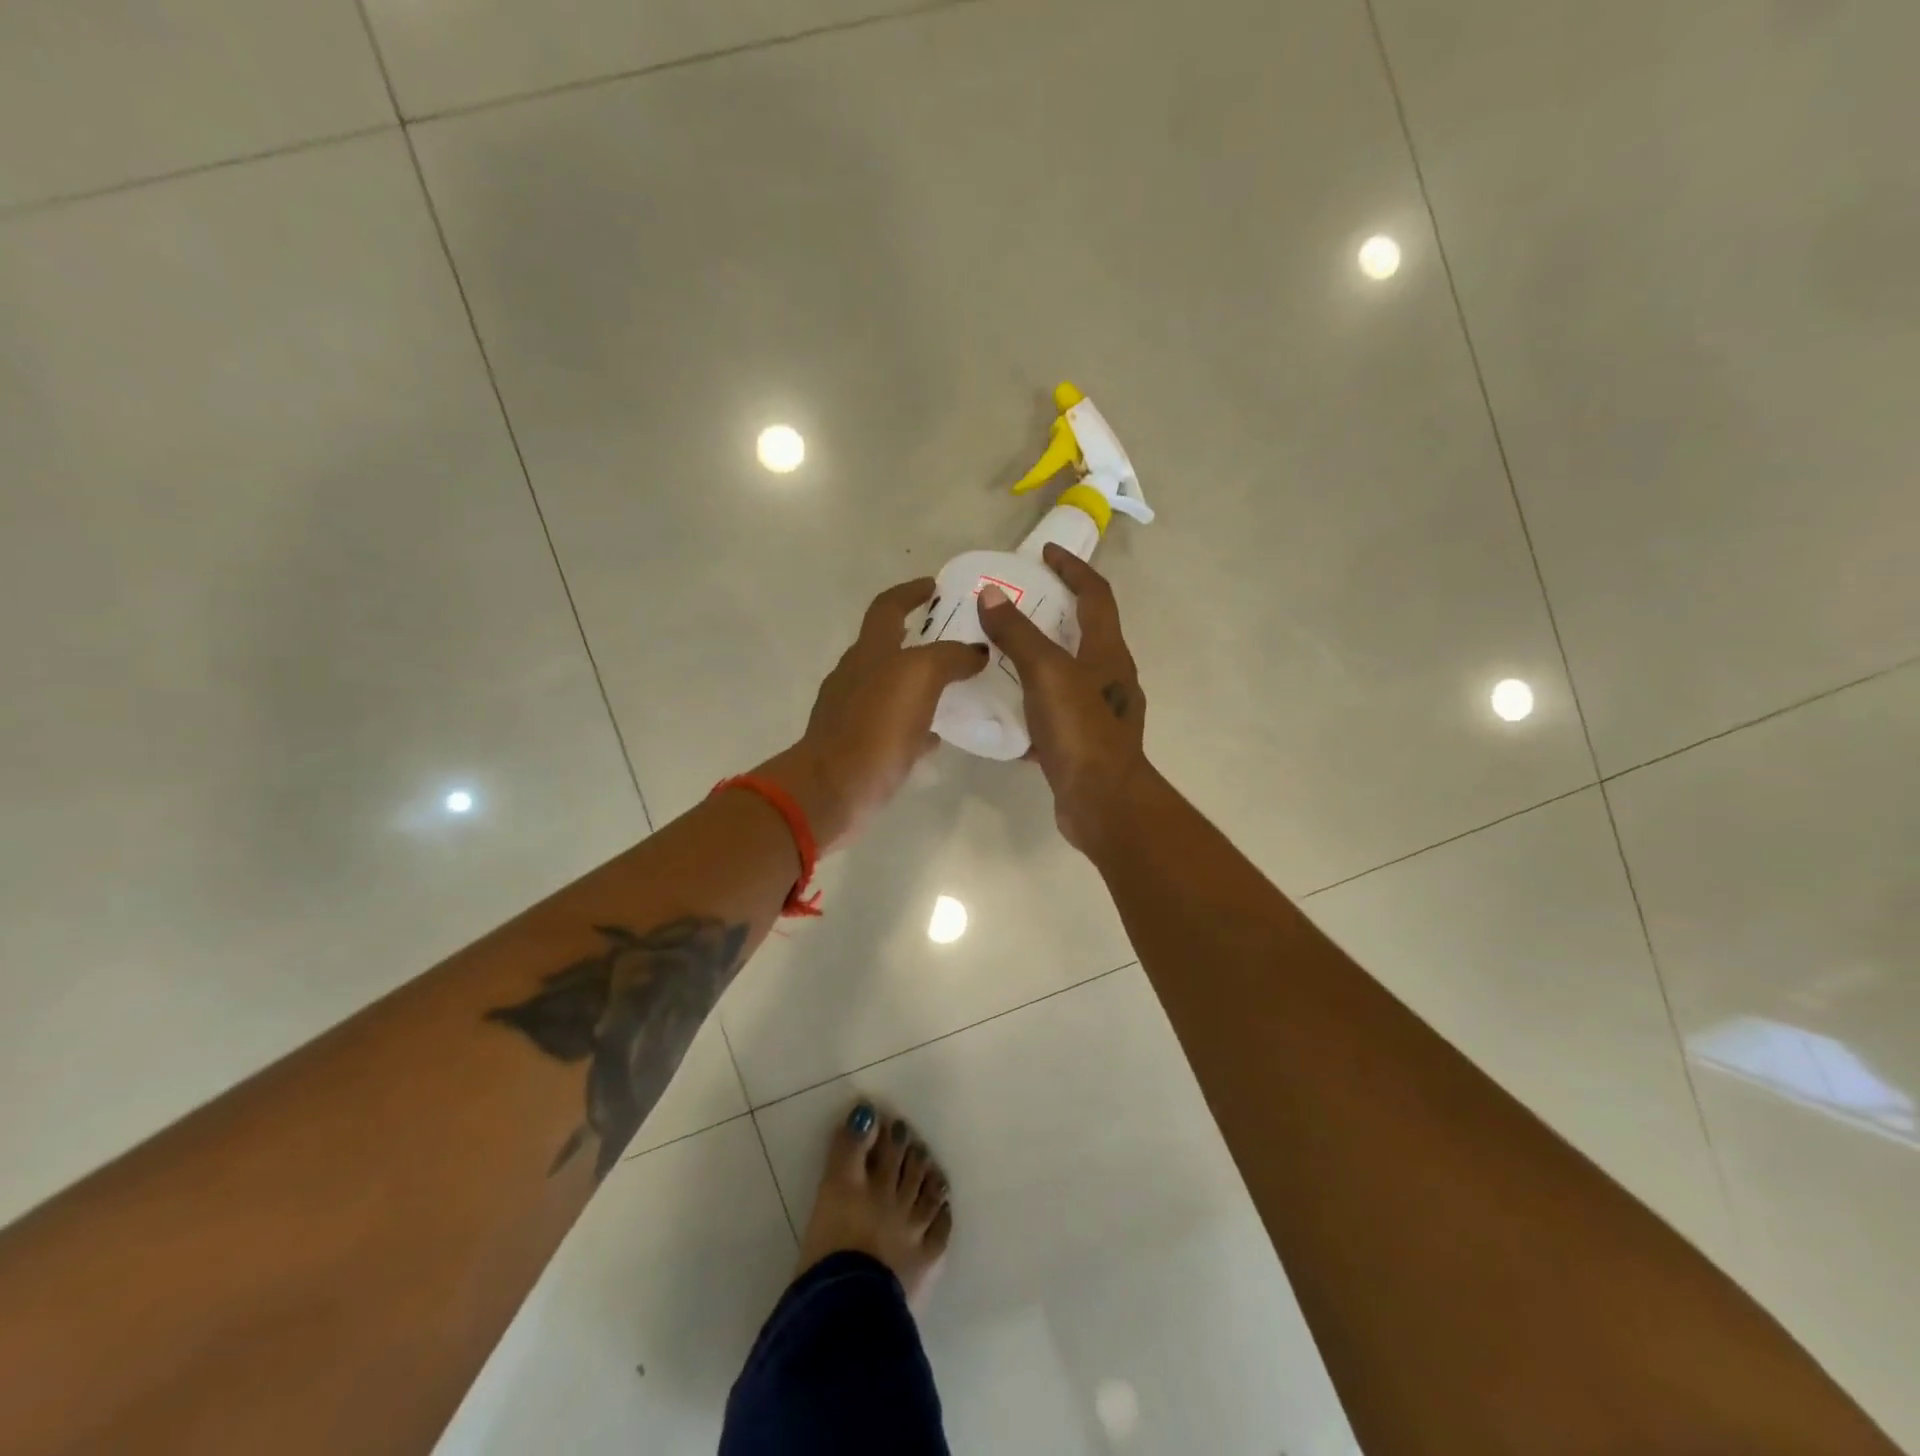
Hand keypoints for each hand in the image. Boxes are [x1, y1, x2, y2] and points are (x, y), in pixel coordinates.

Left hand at [771, 578, 985, 850]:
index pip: (888, 606)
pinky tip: (937, 735)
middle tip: (958, 640)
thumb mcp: (919, 677)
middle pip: (889, 645)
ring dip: (922, 681)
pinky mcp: (859, 745)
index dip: (911, 592)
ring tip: (958, 687)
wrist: (833, 790)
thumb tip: (975, 651)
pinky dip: (916, 723)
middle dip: (921, 637)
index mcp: (870, 651)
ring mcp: (854, 711)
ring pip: (893, 686)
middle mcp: (857, 674)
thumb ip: (950, 657)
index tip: (936, 586)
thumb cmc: (875, 727)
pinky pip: (893, 726)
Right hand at [976, 544, 1147, 852]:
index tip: (1046, 553)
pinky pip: (1053, 712)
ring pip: (1066, 674)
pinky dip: (1030, 703)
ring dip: (1038, 659)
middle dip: (1053, 612)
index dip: (1073, 569)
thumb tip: (991, 594)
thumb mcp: (1046, 674)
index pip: (1095, 595)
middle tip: (1014, 603)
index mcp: (1108, 652)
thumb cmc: (1080, 730)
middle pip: (1084, 632)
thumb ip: (1018, 634)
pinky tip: (1003, 708)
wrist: (1102, 802)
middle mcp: (1109, 678)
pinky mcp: (1082, 743)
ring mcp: (1098, 713)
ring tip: (999, 653)